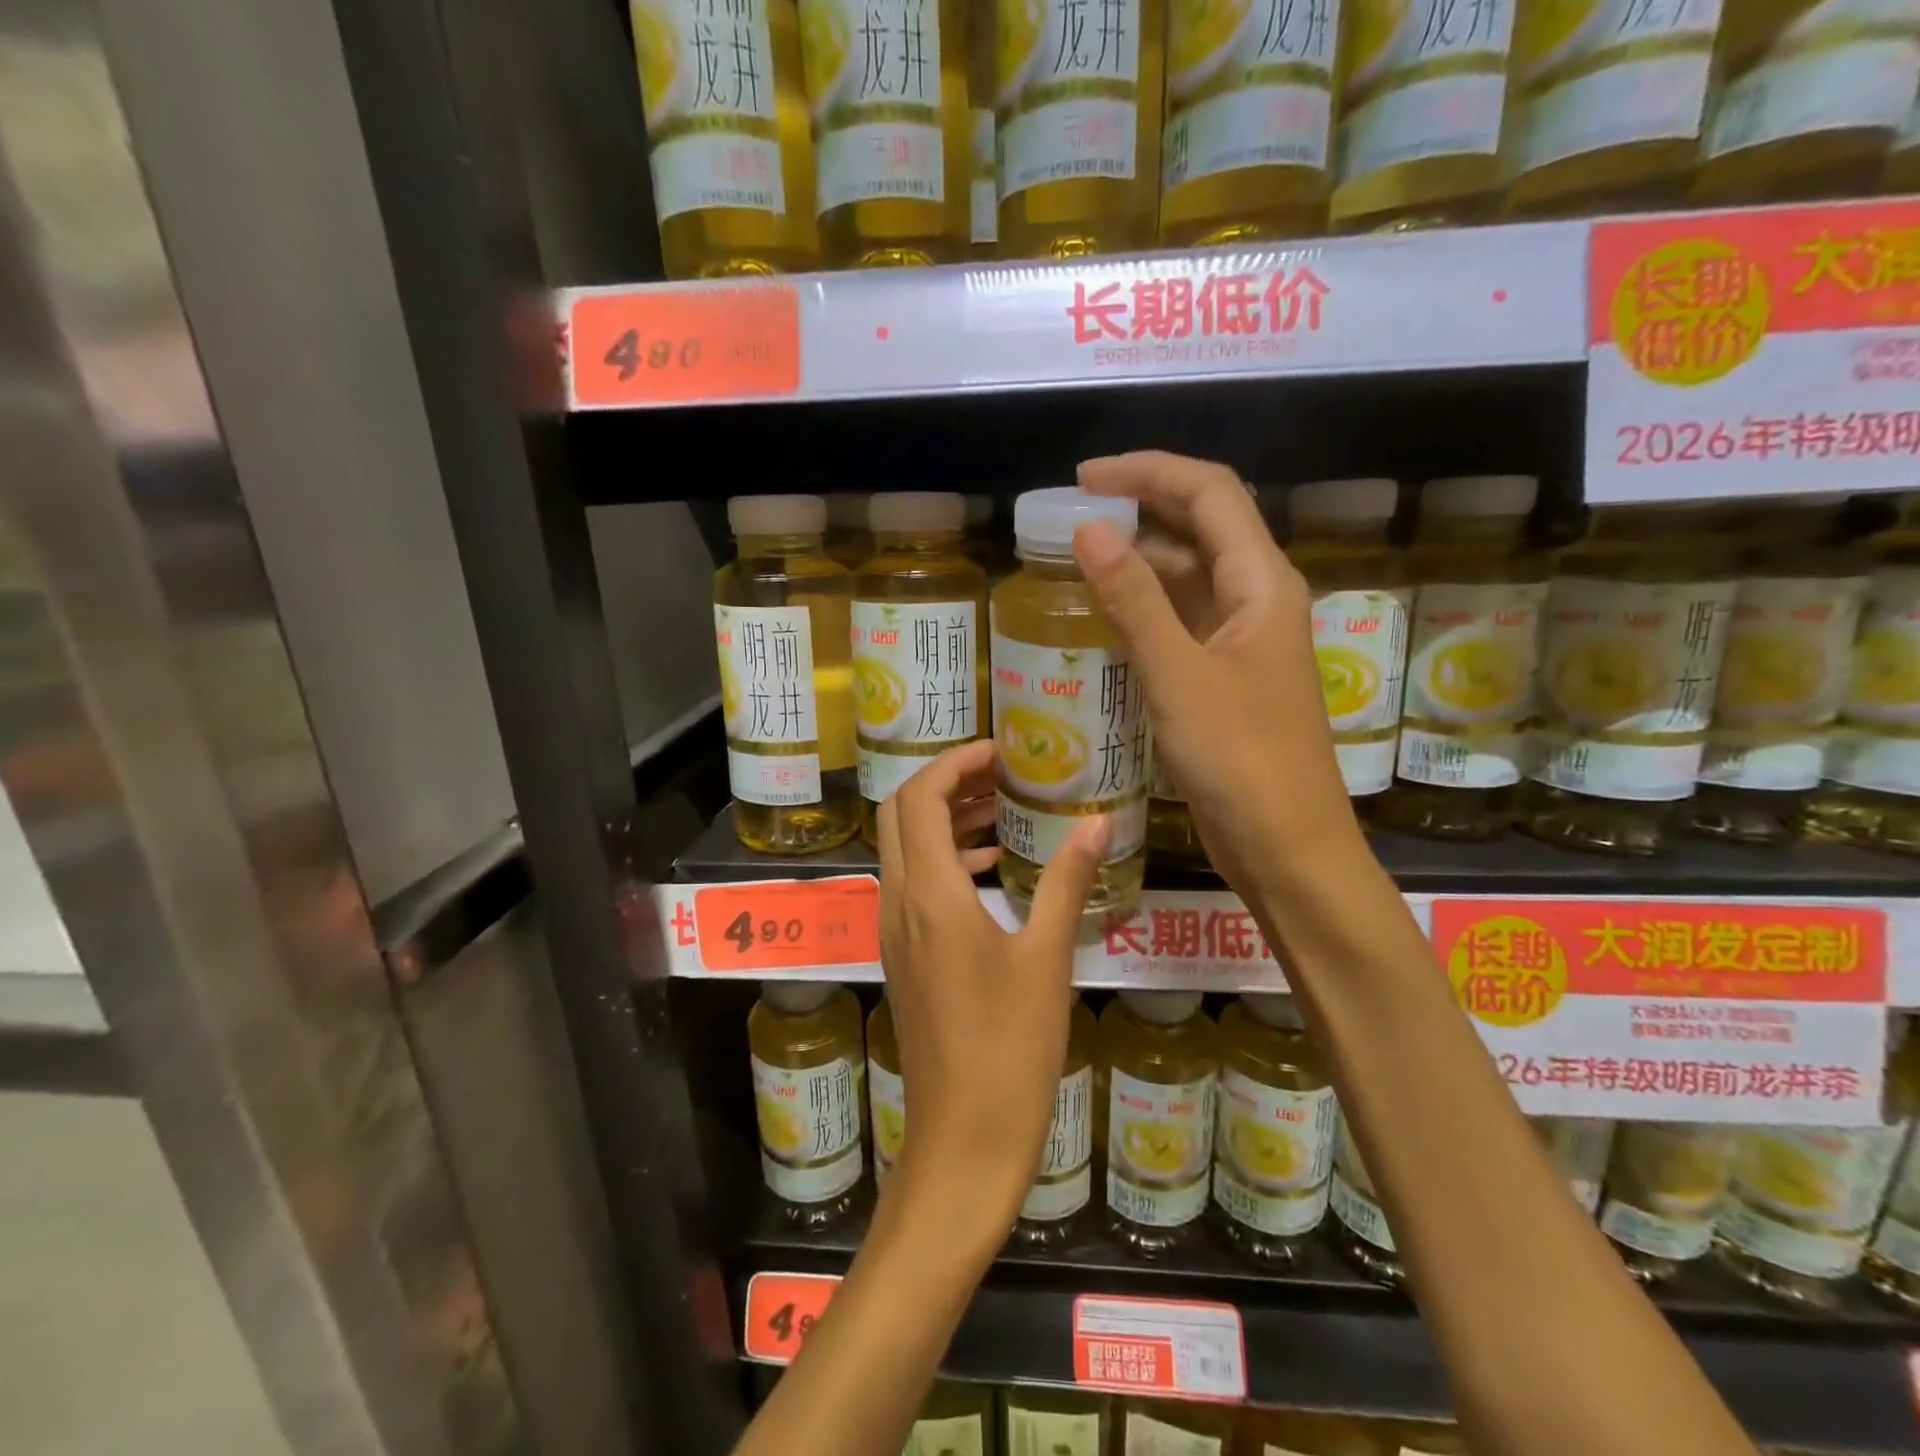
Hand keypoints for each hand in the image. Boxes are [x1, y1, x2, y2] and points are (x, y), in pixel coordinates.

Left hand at [874, 739, 1108, 1235]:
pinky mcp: (905, 957)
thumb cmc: (1009, 1049)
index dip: (955, 763)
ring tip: (1004, 811)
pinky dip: (946, 860)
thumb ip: (1066, 881)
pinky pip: (915, 885)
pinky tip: (993, 870)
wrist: (962, 1140)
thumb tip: (1098, 822)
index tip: (1001, 752)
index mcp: (929, 894)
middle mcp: (898, 903)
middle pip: (903, 816)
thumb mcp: (1047, 958)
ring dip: (946, 820)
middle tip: (1004, 775)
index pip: (920, 798)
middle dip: (947, 784)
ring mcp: (895, 932)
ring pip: (906, 850)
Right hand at [1073, 451, 1359, 891]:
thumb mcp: (1178, 675)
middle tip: (1070, 517)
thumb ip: (1133, 600)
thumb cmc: (1239, 759)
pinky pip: (1180, 623)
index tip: (1083, 479)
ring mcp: (1241, 641)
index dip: (1148, 471)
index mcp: (1262, 582)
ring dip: (1137, 562)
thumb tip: (1089, 530)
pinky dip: (1142, 611)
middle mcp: (1257, 599)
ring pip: (1188, 578)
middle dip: (1139, 510)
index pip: (1209, 493)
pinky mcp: (1223, 677)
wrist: (1286, 847)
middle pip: (1200, 528)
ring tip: (1073, 561)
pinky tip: (1101, 617)